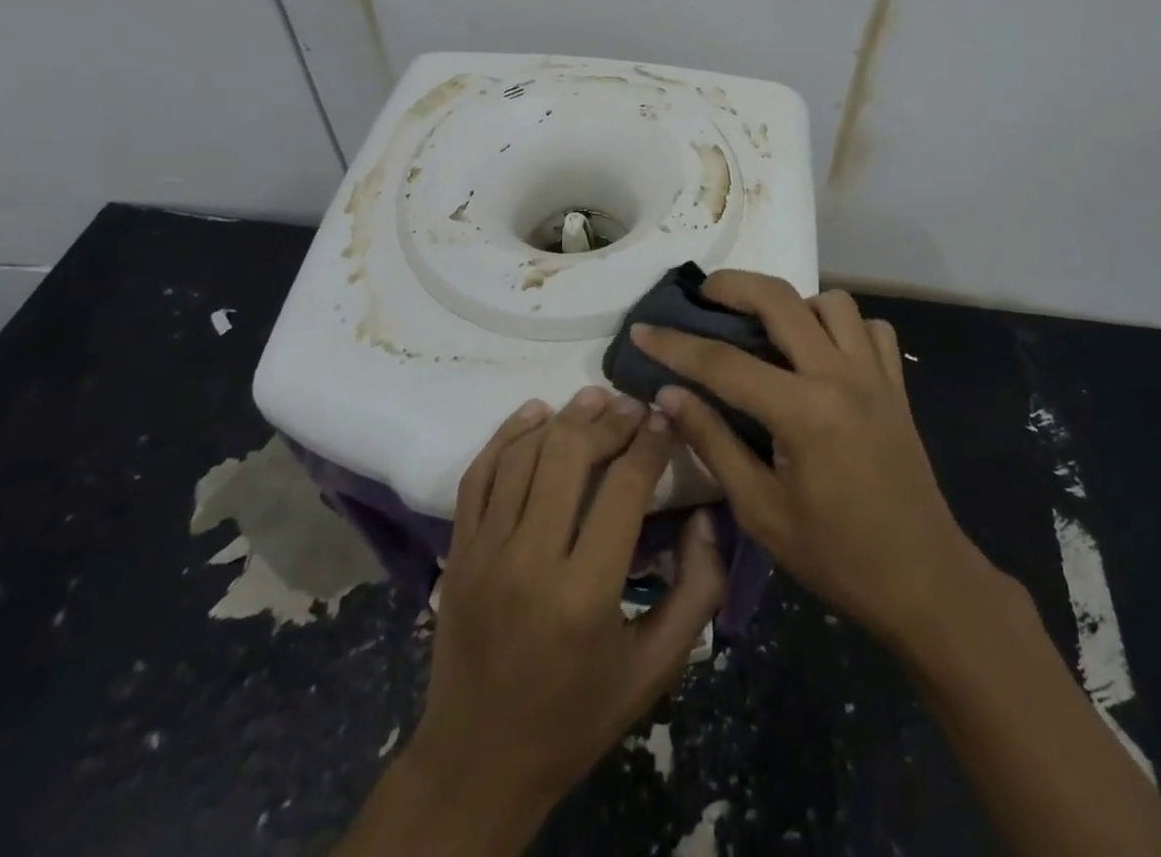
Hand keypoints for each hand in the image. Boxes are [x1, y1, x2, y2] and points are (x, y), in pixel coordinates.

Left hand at [342, 387, 726, 855]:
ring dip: (563, 418)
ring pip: (524, 456)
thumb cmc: (577, 716)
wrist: (478, 761)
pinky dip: (506, 435)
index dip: (650, 443)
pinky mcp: (456, 551)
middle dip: (609, 420)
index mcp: (585, 593)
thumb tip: (703, 516)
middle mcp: (530, 560)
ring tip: (594, 399)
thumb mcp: (656, 668)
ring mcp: (484, 551)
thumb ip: (696, 589)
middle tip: (634, 405)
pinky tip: (533, 412)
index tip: (666, 419)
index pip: (624, 488)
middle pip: (570, 457)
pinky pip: (478, 474)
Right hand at [634, 273, 977, 649]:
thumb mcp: (760, 510)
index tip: (642, 329)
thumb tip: (668, 395)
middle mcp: (840, 376)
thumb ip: (712, 443)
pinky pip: (871, 328)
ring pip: (832, 301)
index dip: (675, 344)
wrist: (923, 580)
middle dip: (733, 285)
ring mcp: (875, 374)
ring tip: (769, 329)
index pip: (723, 362)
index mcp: (803, 412)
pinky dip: (842, 326)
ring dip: (795, 304)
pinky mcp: (896, 384)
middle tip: (703, 295)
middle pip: (780, 299)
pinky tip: (823, 352)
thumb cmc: (836, 556)